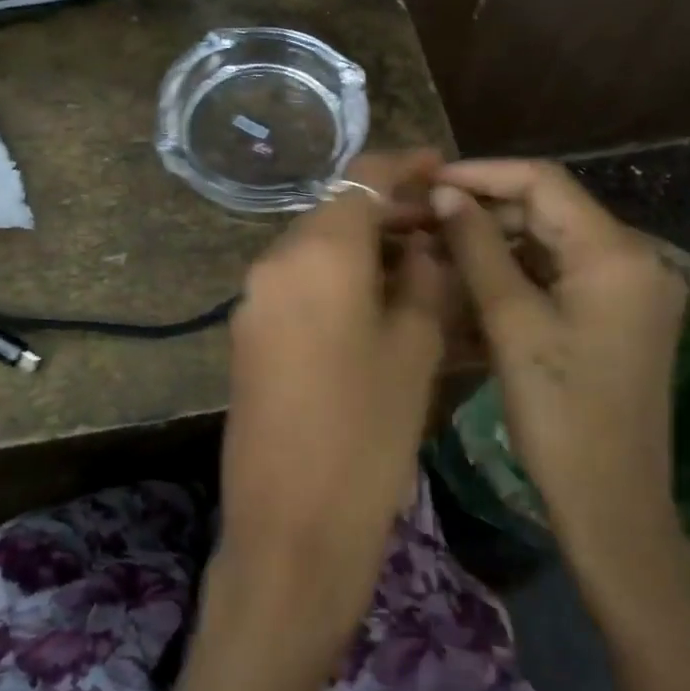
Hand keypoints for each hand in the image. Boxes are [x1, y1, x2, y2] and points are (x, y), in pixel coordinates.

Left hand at [215, 151, 447, 641]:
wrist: (291, 527)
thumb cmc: (367, 435)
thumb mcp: (414, 349)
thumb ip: (424, 280)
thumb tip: (425, 245)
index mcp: (318, 252)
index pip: (362, 177)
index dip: (405, 163)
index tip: (441, 164)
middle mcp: (274, 261)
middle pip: (335, 211)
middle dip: (387, 208)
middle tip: (441, 226)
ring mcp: (254, 298)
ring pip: (315, 247)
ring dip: (363, 244)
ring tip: (418, 263)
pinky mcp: (248, 332)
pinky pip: (298, 282)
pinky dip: (336, 276)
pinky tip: (374, 300)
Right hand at [432, 160, 689, 611]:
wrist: (612, 504)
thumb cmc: (559, 414)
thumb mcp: (511, 323)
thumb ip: (478, 248)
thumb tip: (446, 194)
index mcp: (617, 253)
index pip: (543, 182)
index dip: (481, 174)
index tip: (429, 182)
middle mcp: (635, 258)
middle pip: (549, 210)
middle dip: (484, 210)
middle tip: (424, 219)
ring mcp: (631, 289)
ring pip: (551, 242)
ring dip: (496, 242)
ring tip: (438, 248)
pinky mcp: (619, 315)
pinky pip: (561, 274)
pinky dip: (517, 273)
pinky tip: (472, 283)